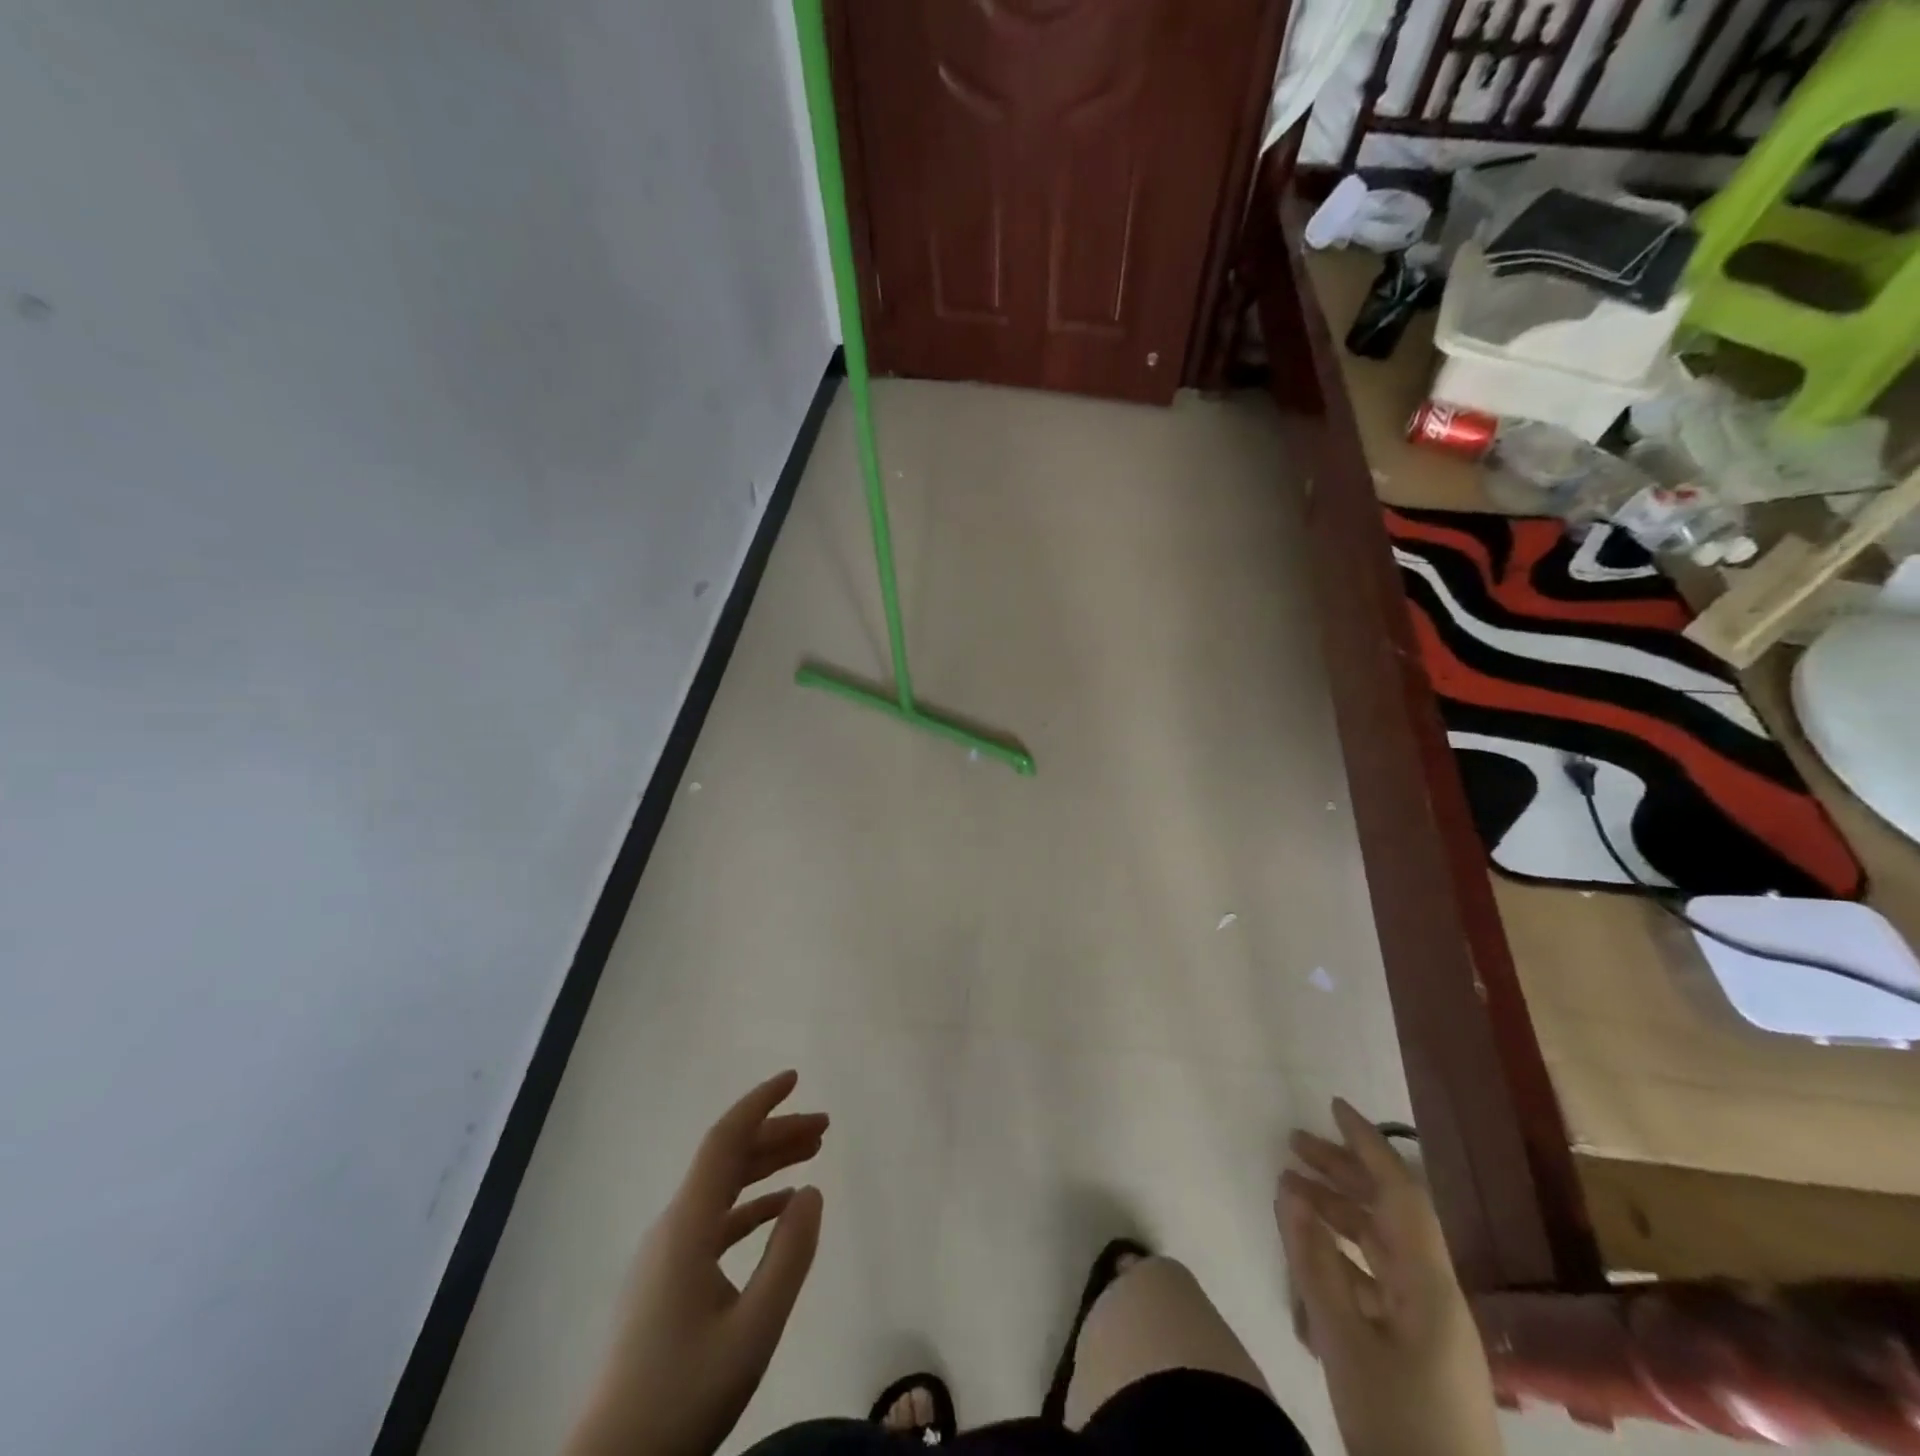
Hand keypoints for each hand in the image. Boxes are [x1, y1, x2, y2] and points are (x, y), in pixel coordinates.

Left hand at [565, 1071, 826, 1455]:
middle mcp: (672, 1227)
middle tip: (824, 1126)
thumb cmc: (683, 1398)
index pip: (725, 1141)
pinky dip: (750, 1204)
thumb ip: (788, 1256)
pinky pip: (714, 1221)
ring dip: (766, 1166)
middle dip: (775, 1133)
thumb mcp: (753, 1330)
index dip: (760, 1103)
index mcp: (687, 1227)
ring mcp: (665, 1255)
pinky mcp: (665, 1282)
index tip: (795, 1078)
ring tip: (812, 1155)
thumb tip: (812, 1191)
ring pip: (721, 1188)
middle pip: (727, 1159)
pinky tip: (780, 1209)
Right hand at [1276, 1099, 1500, 1455]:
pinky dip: (1343, 1254)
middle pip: (1389, 1213)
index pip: (1400, 1193)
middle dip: (1342, 1171)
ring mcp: (1429, 1324)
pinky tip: (1312, 1252)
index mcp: (1429, 1286)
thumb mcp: (1343, 1340)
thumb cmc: (1398, 1426)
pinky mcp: (1418, 1350)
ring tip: (1290, 1191)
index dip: (1368, 1144)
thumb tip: (1290, 1191)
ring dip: (1337, 1211)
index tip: (1333, 1107)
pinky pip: (1377, 1279)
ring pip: (1380, 1245)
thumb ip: (1314, 1261)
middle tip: (1293, 1142)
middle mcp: (1434, 1294)